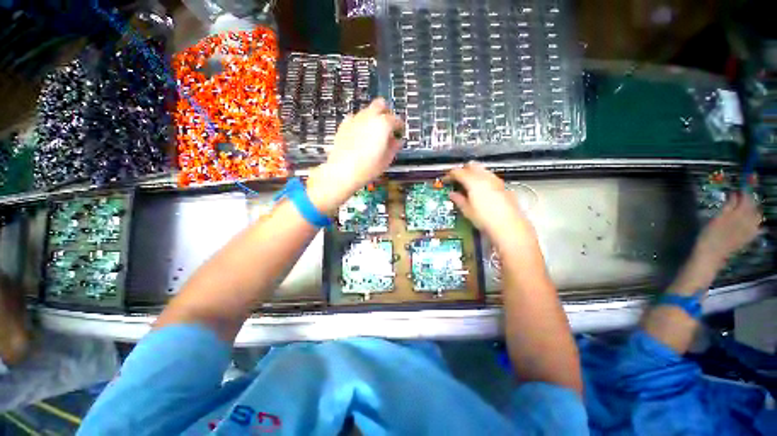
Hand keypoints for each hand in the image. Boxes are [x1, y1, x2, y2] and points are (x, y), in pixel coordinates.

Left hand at [306, 98, 403, 213]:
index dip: (399, 126)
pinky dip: (359, 123)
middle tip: (387, 126)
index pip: (396, 119)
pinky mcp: (344, 125)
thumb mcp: (386, 160)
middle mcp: (369, 117)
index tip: (399, 131)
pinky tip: (360, 134)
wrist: (342, 171)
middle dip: (386, 112)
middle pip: (380, 104)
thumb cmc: (367, 167)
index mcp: (383, 124)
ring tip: (373, 133)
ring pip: (367, 110)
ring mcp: (355, 119)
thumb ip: (394, 147)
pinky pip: (354, 118)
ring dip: (372, 117)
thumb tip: (397, 141)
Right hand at [447, 163, 537, 248]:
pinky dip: (482, 179)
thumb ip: (459, 200)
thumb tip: (452, 194)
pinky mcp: (503, 186)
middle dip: (463, 170)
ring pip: (482, 169)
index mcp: (474, 182)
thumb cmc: (485, 219)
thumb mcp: (467, 211)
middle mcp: (485, 177)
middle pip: (472, 165)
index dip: (450, 174)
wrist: (510, 227)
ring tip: (468, 184)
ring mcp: (496, 181)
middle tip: (456, 179)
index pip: (458, 172)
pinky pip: (490, 177)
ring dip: (473, 173)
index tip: (445, 179)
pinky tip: (480, 190)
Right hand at [695, 192, 762, 266]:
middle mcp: (748, 222)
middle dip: (749, 201)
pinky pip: (757, 228)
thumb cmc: (709, 235)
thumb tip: (734, 194)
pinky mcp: (748, 238)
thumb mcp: (715, 219)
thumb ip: (728, 207)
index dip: (743, 193)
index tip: (738, 189)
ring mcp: (750, 231)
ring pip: (757, 217)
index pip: (746, 199)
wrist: (711, 254)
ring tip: (745, 209)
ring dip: (753, 211)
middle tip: (741, 198)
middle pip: (753, 208)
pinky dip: (756, 223)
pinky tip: (753, 223)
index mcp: (739, 215)